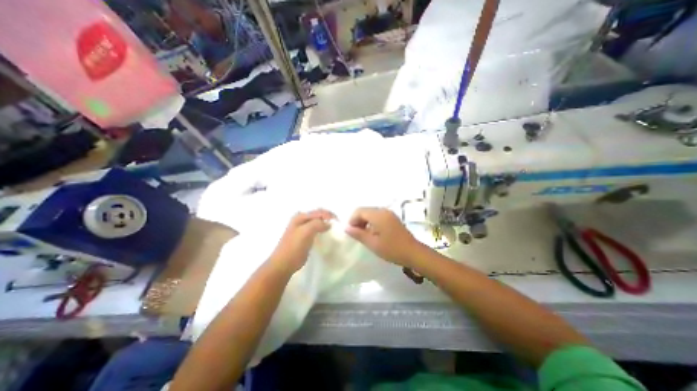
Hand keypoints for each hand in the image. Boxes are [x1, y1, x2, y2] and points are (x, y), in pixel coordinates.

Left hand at [268, 210, 333, 274]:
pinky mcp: (304, 236)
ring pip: (318, 221)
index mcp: (300, 216)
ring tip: (334, 229)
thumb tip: (329, 223)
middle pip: (319, 215)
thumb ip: (317, 224)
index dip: (330, 215)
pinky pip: (316, 228)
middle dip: (329, 218)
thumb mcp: (306, 232)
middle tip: (338, 225)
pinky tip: (326, 234)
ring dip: (326, 223)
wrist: (283, 264)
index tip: (339, 223)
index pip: (319, 211)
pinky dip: (322, 229)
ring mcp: (302, 228)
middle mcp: (301, 219)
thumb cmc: (294, 248)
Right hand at [346, 207, 420, 267]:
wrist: (413, 253)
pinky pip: (378, 216)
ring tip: (363, 235)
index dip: (352, 220)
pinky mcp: (392, 218)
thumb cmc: (392, 249)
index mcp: (378, 215)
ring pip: (371, 213)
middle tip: (356, 234)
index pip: (359, 211)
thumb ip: (358, 234)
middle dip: (357, 220)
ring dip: (364, 221)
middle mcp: (383, 210)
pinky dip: (372, 222)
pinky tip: (373, 233)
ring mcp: (389, 214)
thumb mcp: (372, 243)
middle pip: (365, 210)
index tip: (350, 232)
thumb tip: (346, 228)